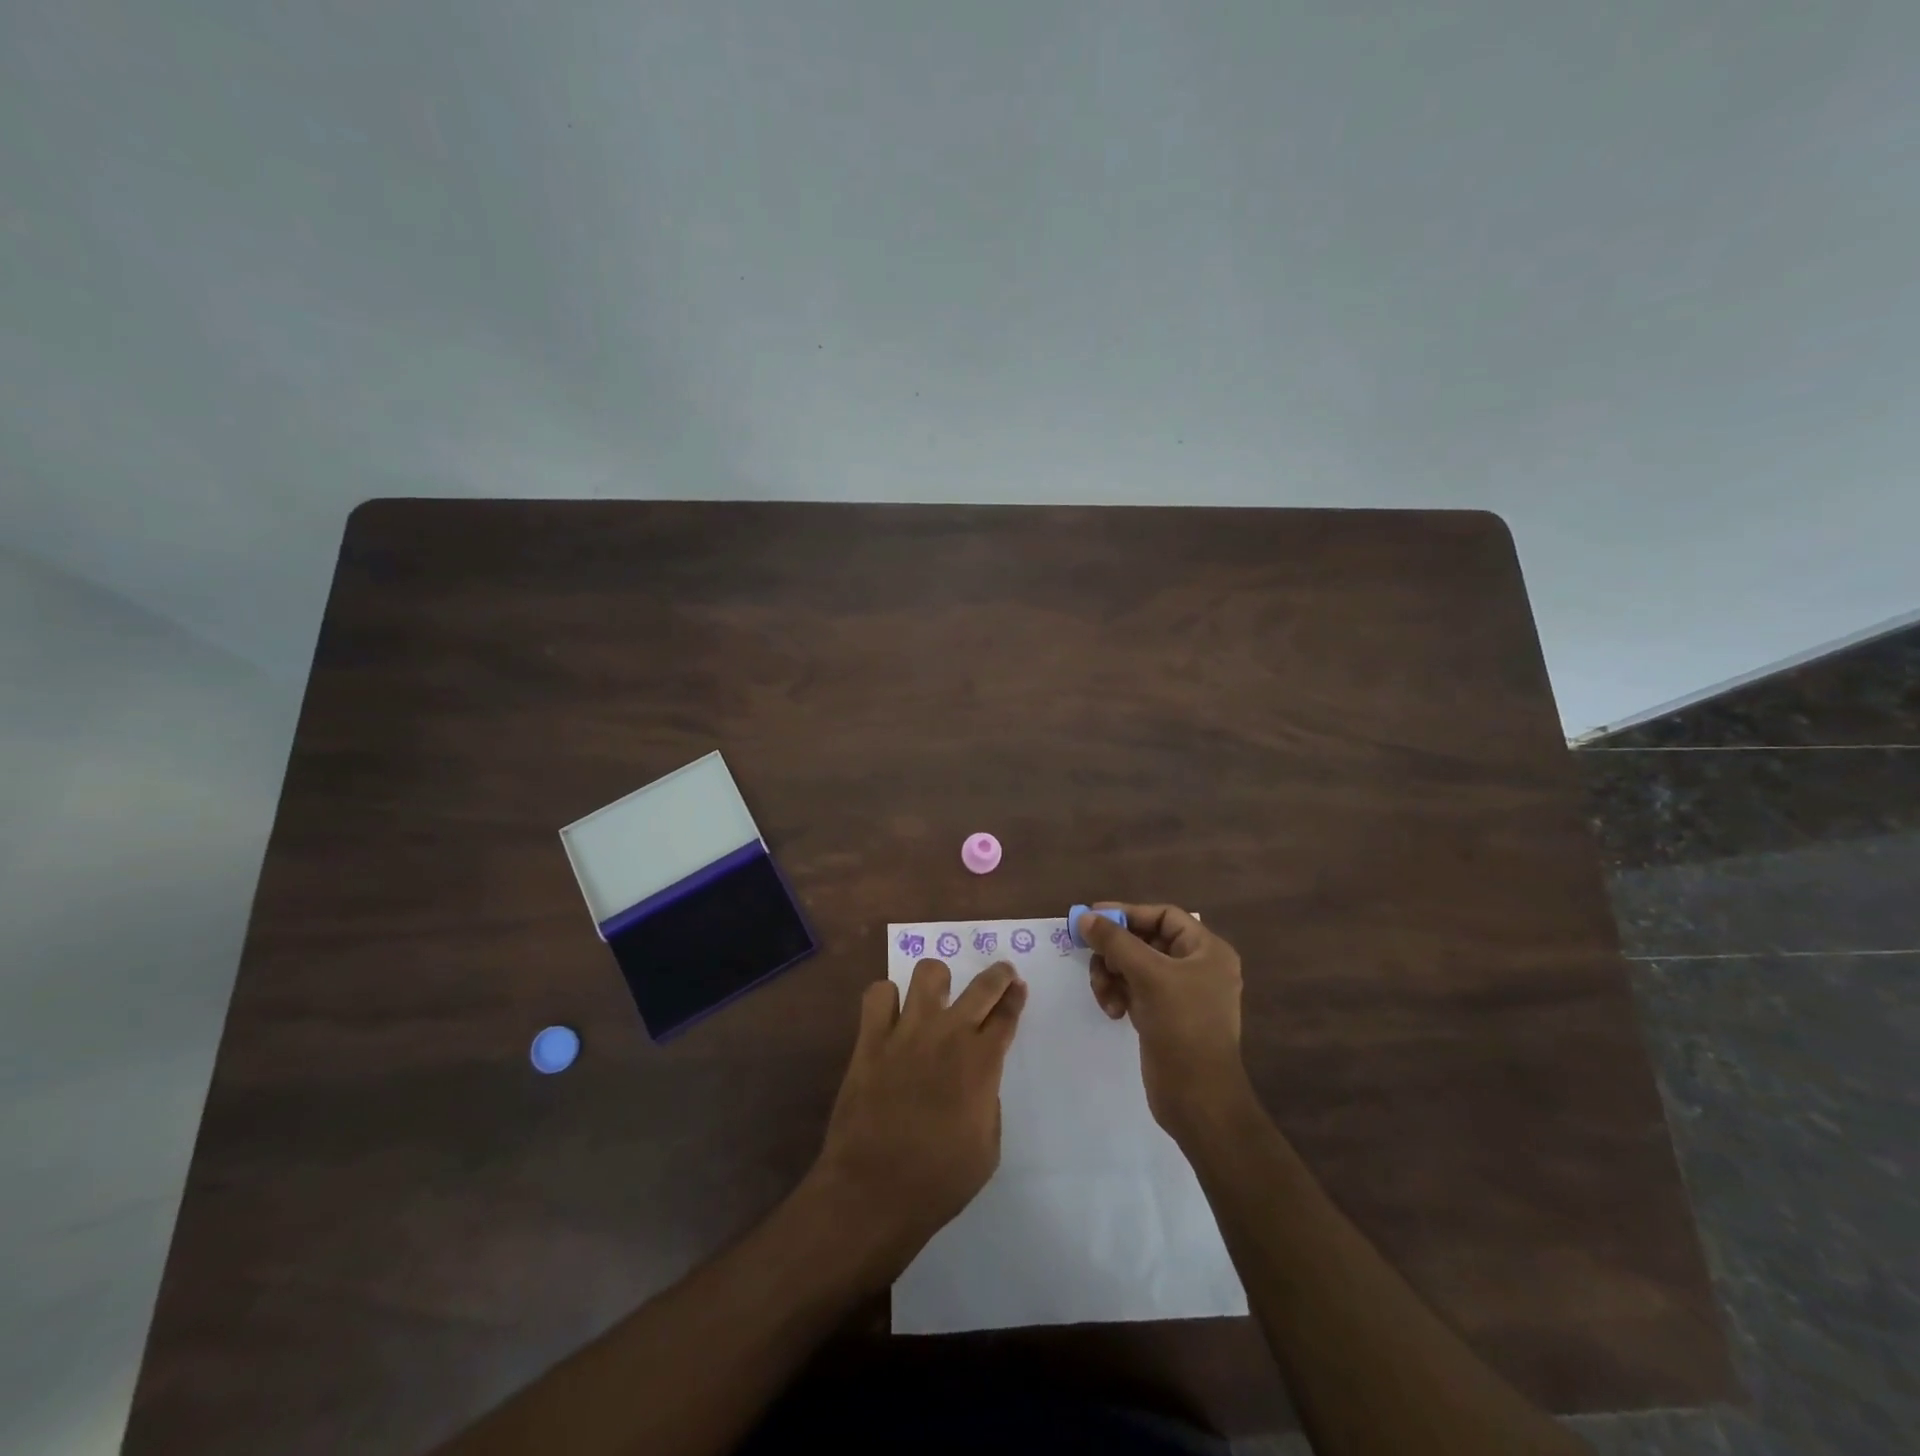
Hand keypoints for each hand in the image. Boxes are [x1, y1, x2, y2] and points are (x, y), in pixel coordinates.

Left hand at [810, 959, 1027, 1270]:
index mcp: (981, 1063)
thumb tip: (978, 1080)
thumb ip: (988, 1102)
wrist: (873, 1192)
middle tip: (1001, 974)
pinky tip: (892, 1015)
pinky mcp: (870, 1039)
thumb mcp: (987, 1149)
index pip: (1006, 1015)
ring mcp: (906, 1032)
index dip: (1015, 998)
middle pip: (982, 986)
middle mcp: (948, 1035)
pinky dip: (888, 998)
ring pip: (928, 973)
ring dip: (939, 980)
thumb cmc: (939, 1181)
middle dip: (998, 976)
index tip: (1018, 988)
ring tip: (939, 994)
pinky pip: (878, 994)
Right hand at [1080, 904, 1248, 1138]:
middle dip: (1116, 951)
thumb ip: (1115, 942)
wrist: (1199, 1100)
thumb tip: (1085, 918)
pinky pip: (1135, 990)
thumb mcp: (1148, 976)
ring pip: (1135, 966)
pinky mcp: (1166, 1016)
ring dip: (1112, 975)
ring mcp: (1181, 993)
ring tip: (1104, 995)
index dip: (1127, 913)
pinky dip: (1119, 995)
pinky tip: (1112, 1012)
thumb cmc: (1182, 1027)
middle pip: (1145, 940)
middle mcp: (1197, 967)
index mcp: (1207, 950)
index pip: (1163, 916)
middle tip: (1092, 958)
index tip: (1091, 919)